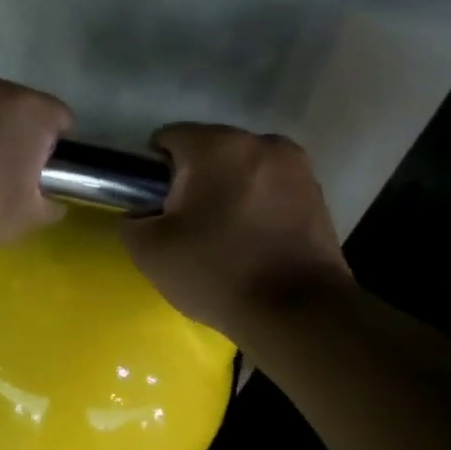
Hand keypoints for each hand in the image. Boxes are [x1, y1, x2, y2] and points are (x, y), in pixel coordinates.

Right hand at [121, 124, 350, 338]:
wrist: (297, 312)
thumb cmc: (217, 272)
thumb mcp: (149, 252)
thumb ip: (132, 221)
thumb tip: (143, 214)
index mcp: (216, 146)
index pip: (168, 138)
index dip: (152, 172)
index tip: (155, 207)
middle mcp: (261, 142)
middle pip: (210, 151)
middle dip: (193, 180)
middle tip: (187, 226)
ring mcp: (296, 166)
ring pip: (243, 169)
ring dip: (228, 191)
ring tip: (224, 236)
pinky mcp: (318, 194)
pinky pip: (271, 188)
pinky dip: (257, 205)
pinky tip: (253, 241)